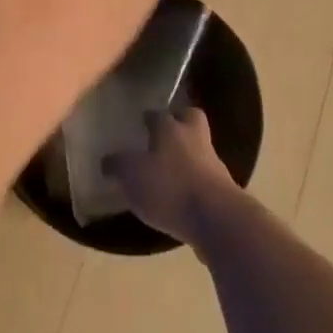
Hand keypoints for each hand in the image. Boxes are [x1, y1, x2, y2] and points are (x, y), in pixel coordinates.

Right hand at [104, 107, 236, 245]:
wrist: (217, 219)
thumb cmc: (169, 188)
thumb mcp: (132, 176)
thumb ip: (119, 165)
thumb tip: (108, 160)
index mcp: (170, 128)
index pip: (158, 113)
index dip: (149, 117)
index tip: (141, 122)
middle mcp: (194, 138)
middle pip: (191, 118)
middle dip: (179, 122)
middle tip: (164, 135)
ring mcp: (213, 163)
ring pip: (200, 148)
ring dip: (188, 155)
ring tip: (170, 171)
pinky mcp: (224, 189)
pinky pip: (206, 177)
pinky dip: (195, 181)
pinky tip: (182, 196)